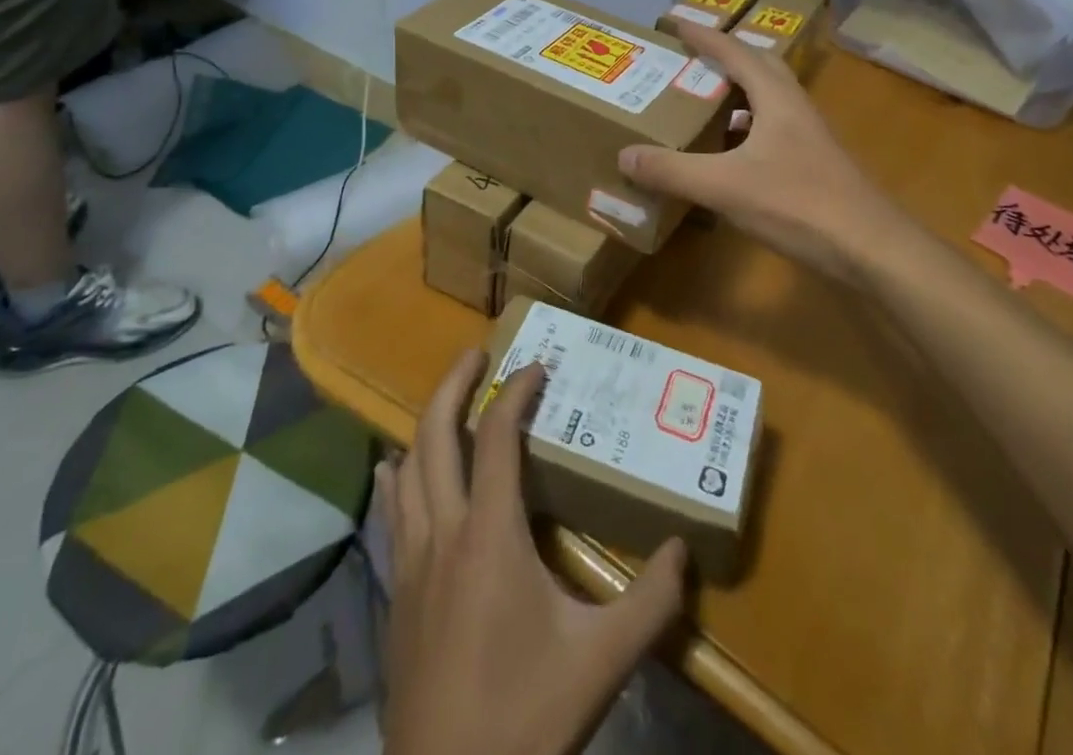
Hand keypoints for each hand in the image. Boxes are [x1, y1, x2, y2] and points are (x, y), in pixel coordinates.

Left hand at [381, 348, 688, 754]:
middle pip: (435, 434)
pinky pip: (391, 513)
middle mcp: (443, 531)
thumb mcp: (601, 662)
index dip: (515, 392)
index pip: (495, 437)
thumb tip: (682, 550)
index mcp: (489, 534)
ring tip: (445, 400)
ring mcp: (410, 561)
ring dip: (424, 424)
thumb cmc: (525, 718)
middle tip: (475, 353)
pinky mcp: (395, 592)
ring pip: (407, 467)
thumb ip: (649, 602)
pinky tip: (393, 470)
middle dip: (454, 384)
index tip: (536, 367)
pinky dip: (395, 477)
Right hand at [621, 22, 903, 276]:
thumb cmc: (799, 204)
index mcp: (775, 98)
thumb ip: (673, 170)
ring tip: (701, 102)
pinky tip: (728, 154)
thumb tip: (624, 154)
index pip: (735, 52)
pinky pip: (772, 130)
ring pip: (768, 100)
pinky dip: (745, 130)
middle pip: (759, 67)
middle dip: (724, 57)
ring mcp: (808, 138)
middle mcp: (794, 109)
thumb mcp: (724, 186)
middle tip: (690, 60)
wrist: (871, 249)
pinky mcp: (814, 165)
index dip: (704, 37)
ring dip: (736, 94)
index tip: (674, 23)